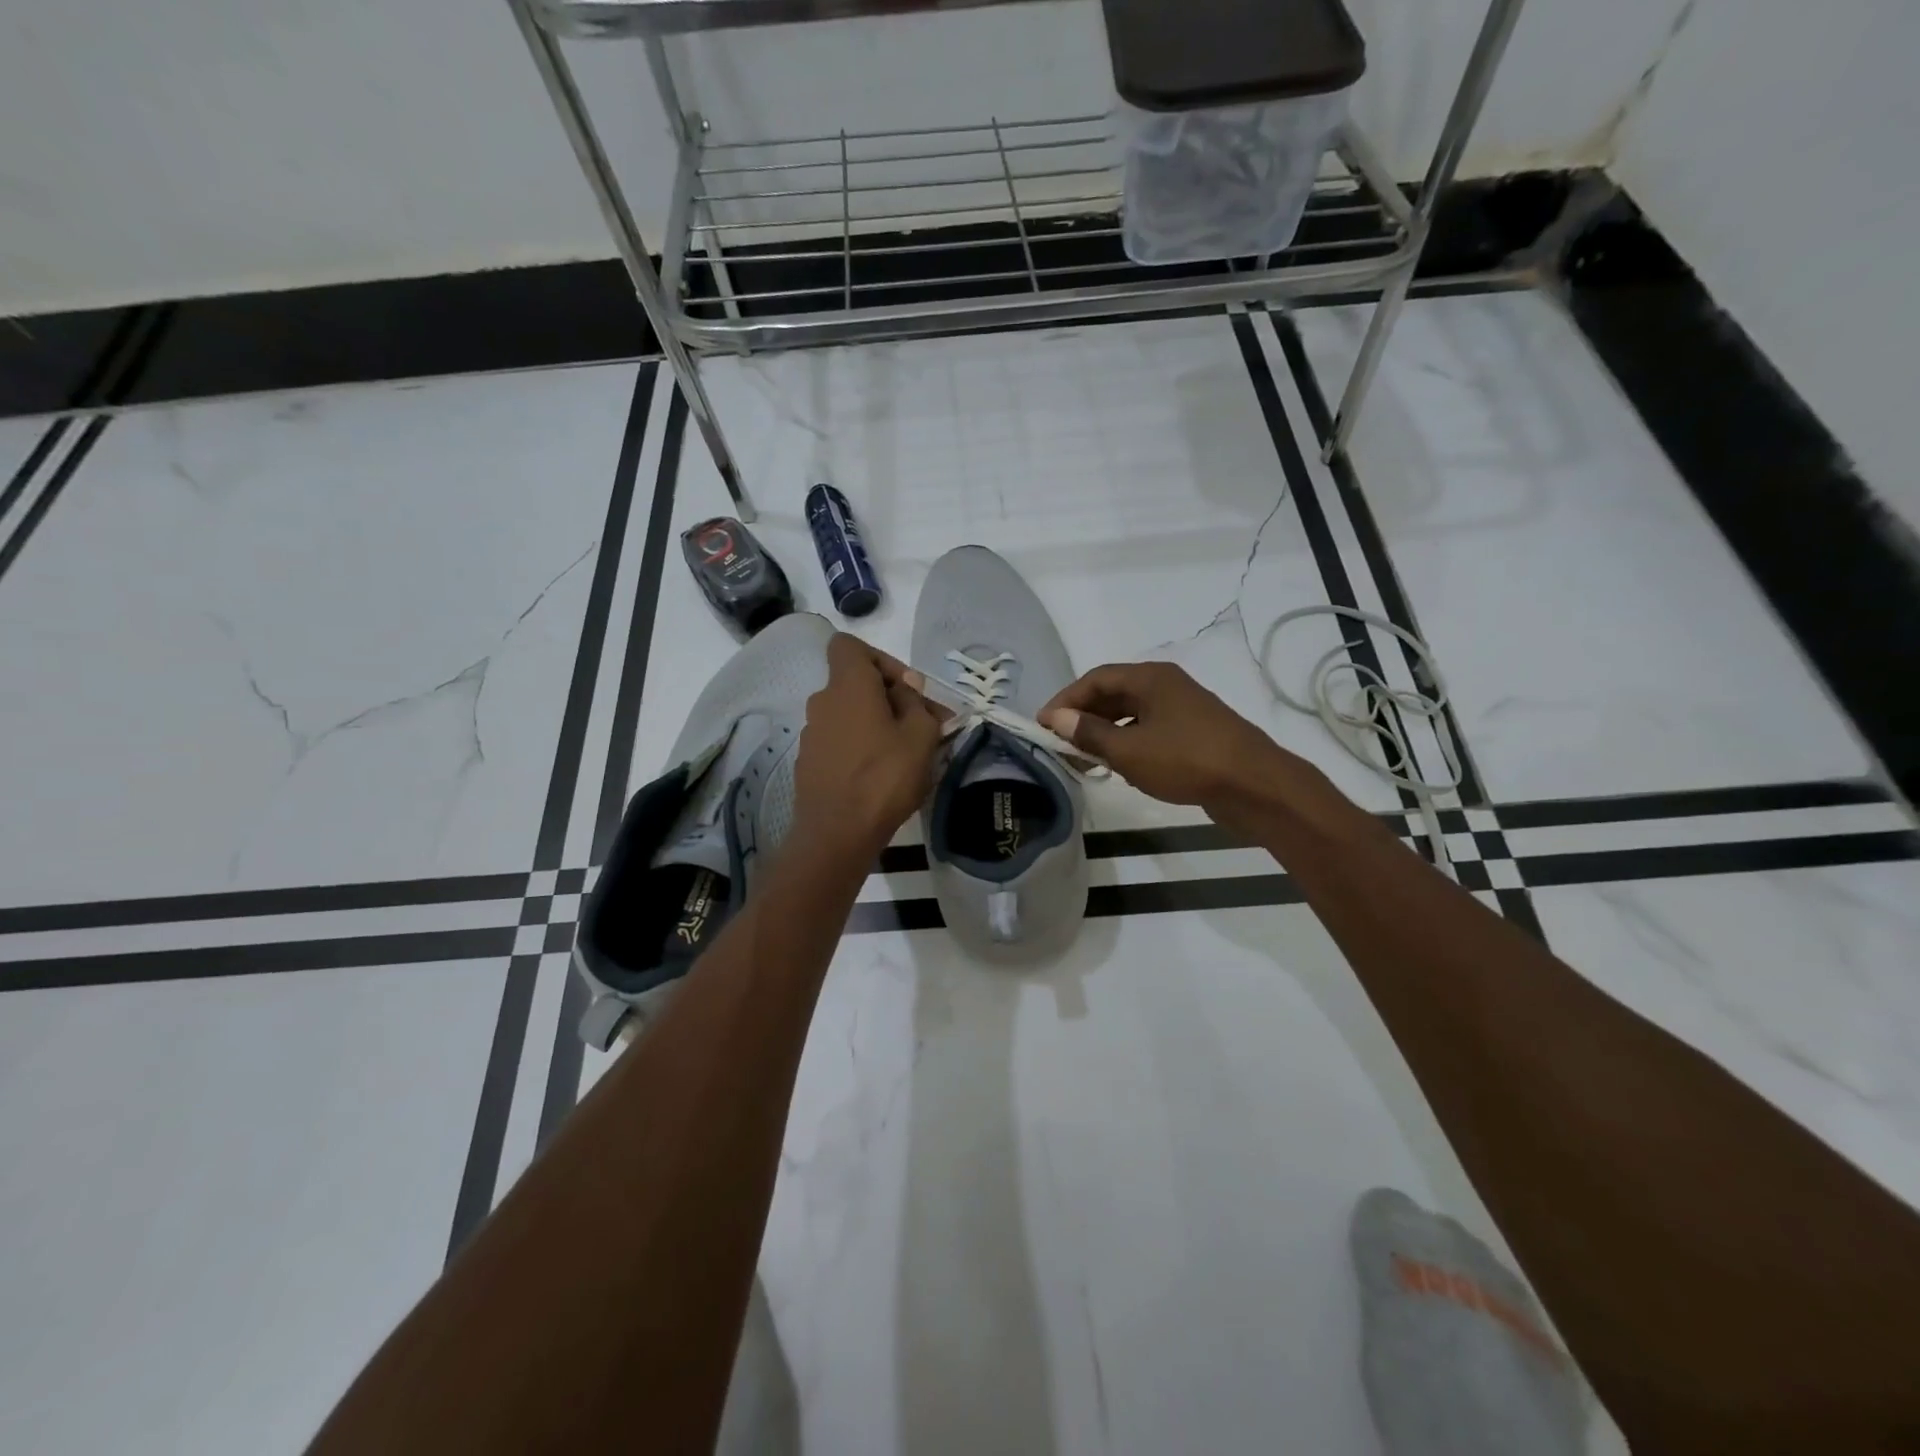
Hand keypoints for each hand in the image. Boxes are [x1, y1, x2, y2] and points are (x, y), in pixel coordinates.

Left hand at [792, 634, 945, 863]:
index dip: (880, 658)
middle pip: (854, 683)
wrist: (836, 834)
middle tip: (920, 725)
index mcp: (847, 685)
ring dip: (875, 724)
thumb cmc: (884, 777)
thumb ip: (917, 703)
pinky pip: (839, 740)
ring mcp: (811, 733)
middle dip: (888, 697)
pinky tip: (880, 775)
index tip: (906, 688)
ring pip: (848, 714)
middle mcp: (822, 701)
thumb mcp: (921, 736)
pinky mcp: (809, 762)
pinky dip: (859, 747)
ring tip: (904, 754)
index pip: (849, 645)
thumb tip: (906, 688)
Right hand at [1041, 661, 1300, 815]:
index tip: (1042, 725)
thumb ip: (1089, 733)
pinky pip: (1148, 730)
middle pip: (1113, 694)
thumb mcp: (1129, 750)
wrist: (1255, 786)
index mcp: (1150, 678)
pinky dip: (1127, 743)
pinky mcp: (1193, 733)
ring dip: (1104, 732)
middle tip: (1059, 743)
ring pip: (1131, 714)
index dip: (1065, 700)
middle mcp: (1166, 685)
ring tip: (1083, 757)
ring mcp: (1182, 709)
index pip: (1096, 679)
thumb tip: (1055, 718)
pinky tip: (1119, 766)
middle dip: (1083, 716)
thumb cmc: (1187, 761)